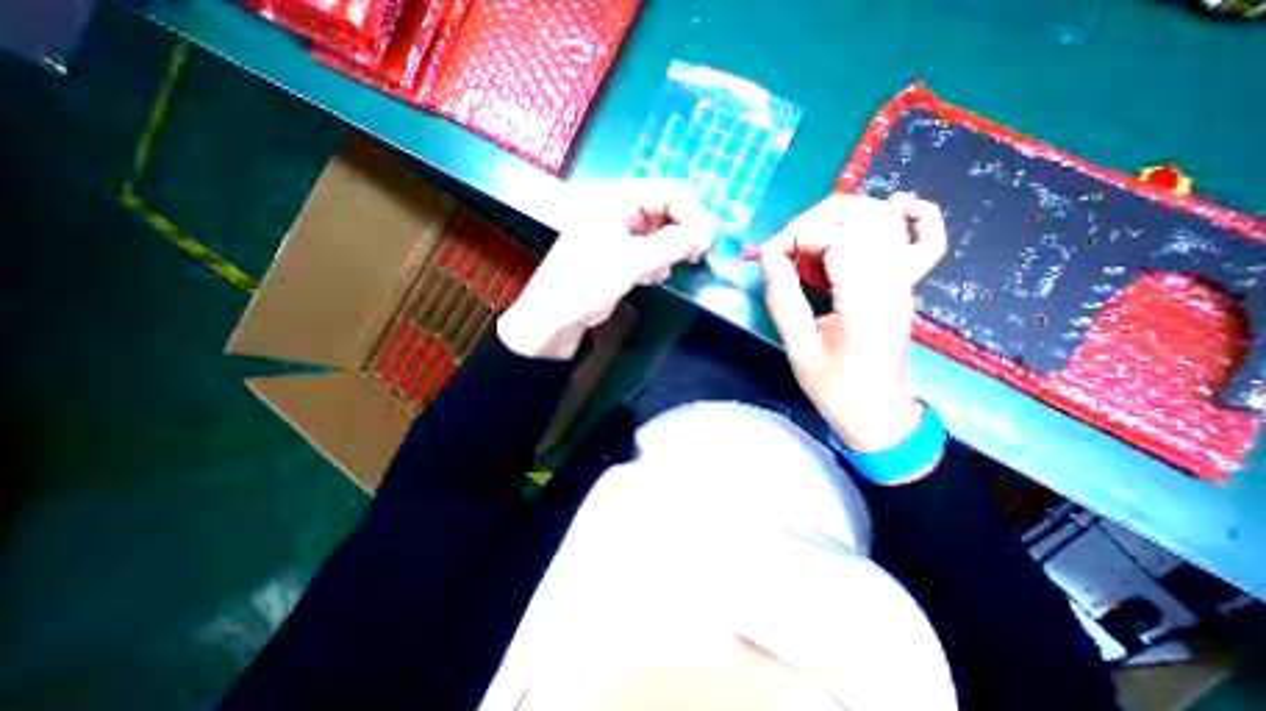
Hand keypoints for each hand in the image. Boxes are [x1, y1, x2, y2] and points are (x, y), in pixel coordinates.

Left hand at [499, 184, 716, 361]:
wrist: (557, 317)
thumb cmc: (588, 280)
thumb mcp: (632, 260)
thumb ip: (673, 245)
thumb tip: (708, 231)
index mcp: (616, 202)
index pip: (664, 193)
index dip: (689, 210)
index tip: (706, 234)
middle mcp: (619, 215)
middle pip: (664, 215)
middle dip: (680, 235)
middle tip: (695, 255)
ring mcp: (620, 238)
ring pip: (659, 237)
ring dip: (667, 253)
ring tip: (661, 270)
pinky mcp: (621, 259)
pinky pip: (650, 255)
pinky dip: (655, 265)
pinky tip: (649, 278)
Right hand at [756, 192, 944, 450]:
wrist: (877, 411)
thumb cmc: (835, 387)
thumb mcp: (799, 348)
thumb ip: (783, 299)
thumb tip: (768, 257)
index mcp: (865, 300)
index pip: (837, 238)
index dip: (796, 238)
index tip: (768, 258)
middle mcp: (892, 281)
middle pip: (862, 219)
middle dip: (812, 223)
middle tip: (782, 249)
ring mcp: (904, 280)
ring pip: (884, 219)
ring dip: (840, 216)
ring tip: (806, 238)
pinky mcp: (905, 284)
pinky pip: (925, 237)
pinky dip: (913, 213)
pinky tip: (895, 203)